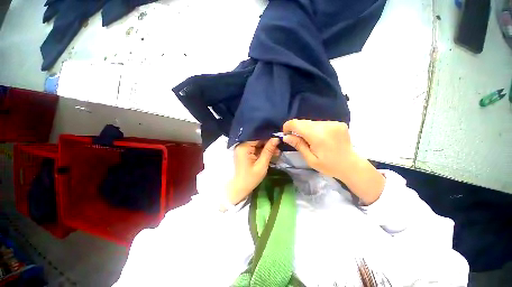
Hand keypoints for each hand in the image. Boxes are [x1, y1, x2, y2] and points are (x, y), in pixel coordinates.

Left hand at [226, 138, 279, 206]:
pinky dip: (262, 152)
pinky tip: (270, 155)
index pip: (258, 137)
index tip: (279, 140)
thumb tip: (276, 138)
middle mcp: (241, 145)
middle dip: (269, 144)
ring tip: (277, 153)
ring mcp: (242, 149)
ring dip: (266, 148)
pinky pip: (254, 149)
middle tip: (279, 149)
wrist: (239, 189)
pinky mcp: (244, 153)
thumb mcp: (262, 164)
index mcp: (244, 147)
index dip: (269, 137)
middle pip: (257, 140)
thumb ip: (268, 150)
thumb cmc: (250, 178)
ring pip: (257, 145)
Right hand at [282, 120, 354, 179]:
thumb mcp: (310, 159)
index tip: (286, 133)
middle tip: (297, 139)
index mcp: (318, 136)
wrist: (351, 165)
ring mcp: (333, 123)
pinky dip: (315, 129)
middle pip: (304, 122)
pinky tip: (319, 138)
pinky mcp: (338, 123)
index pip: (296, 123)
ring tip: (310, 140)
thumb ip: (298, 145)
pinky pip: (320, 123)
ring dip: (306, 129)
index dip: (288, 126)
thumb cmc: (329, 166)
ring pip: (312, 122)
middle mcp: (326, 125)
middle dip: (297, 129)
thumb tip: (286, 137)